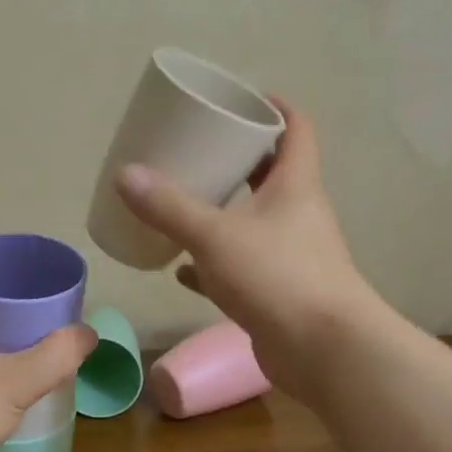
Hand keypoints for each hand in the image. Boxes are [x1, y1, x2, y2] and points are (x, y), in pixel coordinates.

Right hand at [114, 96, 376, 405]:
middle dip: (237, 159)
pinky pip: (240, 267)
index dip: (275, 107)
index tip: (242, 98)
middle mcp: (298, 214)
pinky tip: (180, 266)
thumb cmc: (278, 277)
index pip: (296, 129)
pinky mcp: (279, 292)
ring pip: (253, 221)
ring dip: (223, 211)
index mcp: (296, 185)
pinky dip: (211, 263)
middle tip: (198, 148)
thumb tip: (125, 174)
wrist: (326, 353)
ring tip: (184, 200)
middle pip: (271, 173)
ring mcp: (291, 255)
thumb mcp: (216, 236)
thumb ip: (169, 207)